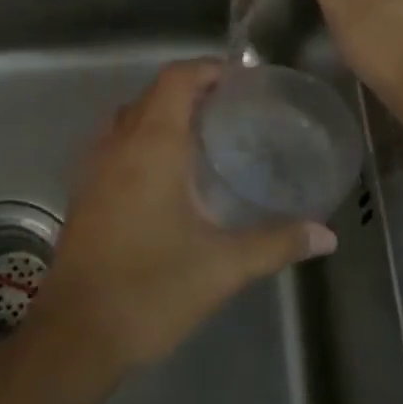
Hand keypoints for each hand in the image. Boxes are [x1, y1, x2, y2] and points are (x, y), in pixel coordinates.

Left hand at [32, 59, 336, 371]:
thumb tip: (325, 235)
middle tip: (231, 110)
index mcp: (151, 146)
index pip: (175, 80)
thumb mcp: (223, 266)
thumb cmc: (151, 289)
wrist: (77, 333)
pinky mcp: (82, 193)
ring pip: (128, 118)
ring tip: (202, 137)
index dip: (206, 69)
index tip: (240, 81)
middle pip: (152, 95)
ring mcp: (93, 168)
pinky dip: (140, 140)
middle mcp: (117, 145)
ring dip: (161, 114)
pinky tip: (166, 177)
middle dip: (190, 91)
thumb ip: (276, 243)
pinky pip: (113, 145)